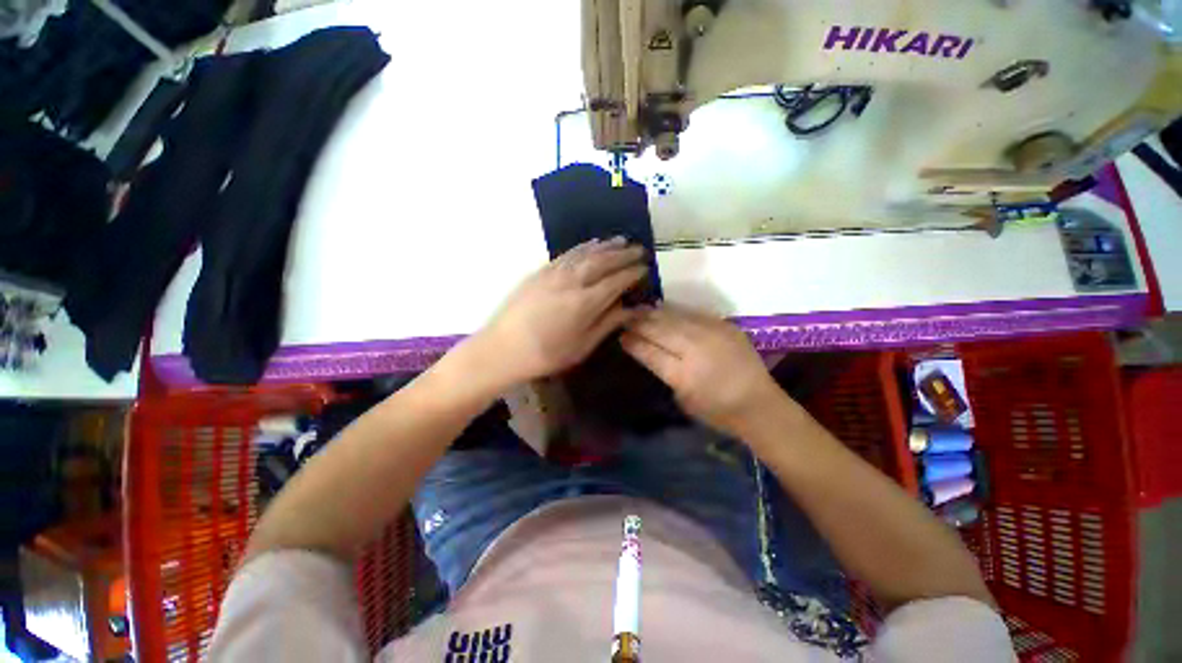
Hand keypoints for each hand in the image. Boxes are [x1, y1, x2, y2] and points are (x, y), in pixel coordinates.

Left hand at [474, 238, 647, 384]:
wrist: (502, 349)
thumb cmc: (546, 354)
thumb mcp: (582, 346)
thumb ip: (609, 323)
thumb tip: (635, 309)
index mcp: (585, 302)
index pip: (617, 281)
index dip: (633, 273)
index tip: (646, 268)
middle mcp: (572, 281)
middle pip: (604, 262)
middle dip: (624, 255)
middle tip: (640, 250)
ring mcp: (554, 273)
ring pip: (586, 253)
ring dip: (606, 246)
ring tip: (622, 241)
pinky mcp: (541, 271)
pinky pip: (568, 253)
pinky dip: (584, 247)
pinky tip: (592, 244)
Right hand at [620, 306, 785, 436]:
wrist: (759, 405)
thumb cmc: (717, 411)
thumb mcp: (683, 399)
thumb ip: (665, 372)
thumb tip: (650, 350)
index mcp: (683, 374)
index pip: (649, 352)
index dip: (633, 342)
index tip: (620, 335)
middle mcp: (695, 349)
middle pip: (659, 330)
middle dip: (639, 323)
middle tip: (624, 318)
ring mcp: (711, 334)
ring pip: (673, 318)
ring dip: (653, 314)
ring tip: (638, 310)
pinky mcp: (724, 325)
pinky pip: (692, 313)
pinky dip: (674, 312)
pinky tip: (662, 308)